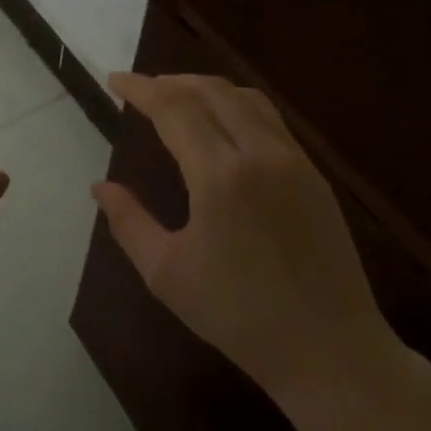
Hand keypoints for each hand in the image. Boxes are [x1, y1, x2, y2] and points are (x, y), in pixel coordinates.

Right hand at [90, 73, 429, 430]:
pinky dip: (237, 106)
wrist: (329, 349)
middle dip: (171, 82)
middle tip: (141, 90)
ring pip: (247, 99)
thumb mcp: (166, 273)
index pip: (175, 108)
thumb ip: (129, 222)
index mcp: (220, 176)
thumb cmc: (237, 315)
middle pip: (212, 91)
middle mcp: (261, 155)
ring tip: (178, 98)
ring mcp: (295, 162)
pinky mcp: (315, 177)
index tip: (114, 81)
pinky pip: (270, 121)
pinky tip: (222, 126)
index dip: (142, 89)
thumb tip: (100, 187)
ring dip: (207, 88)